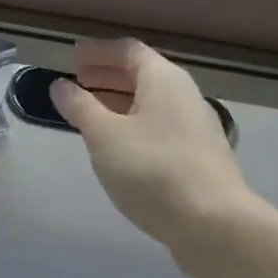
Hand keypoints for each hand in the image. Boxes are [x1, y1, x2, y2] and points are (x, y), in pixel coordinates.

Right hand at [50, 39, 256, 246]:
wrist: (217, 227)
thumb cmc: (154, 170)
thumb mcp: (104, 136)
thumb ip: (80, 107)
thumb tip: (61, 85)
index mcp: (163, 79)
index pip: (128, 50)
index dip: (98, 51)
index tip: (72, 57)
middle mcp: (184, 95)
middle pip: (141, 74)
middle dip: (107, 76)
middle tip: (77, 82)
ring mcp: (196, 127)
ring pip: (150, 103)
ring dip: (118, 102)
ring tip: (89, 114)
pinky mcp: (199, 157)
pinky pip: (159, 126)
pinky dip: (133, 125)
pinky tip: (118, 147)